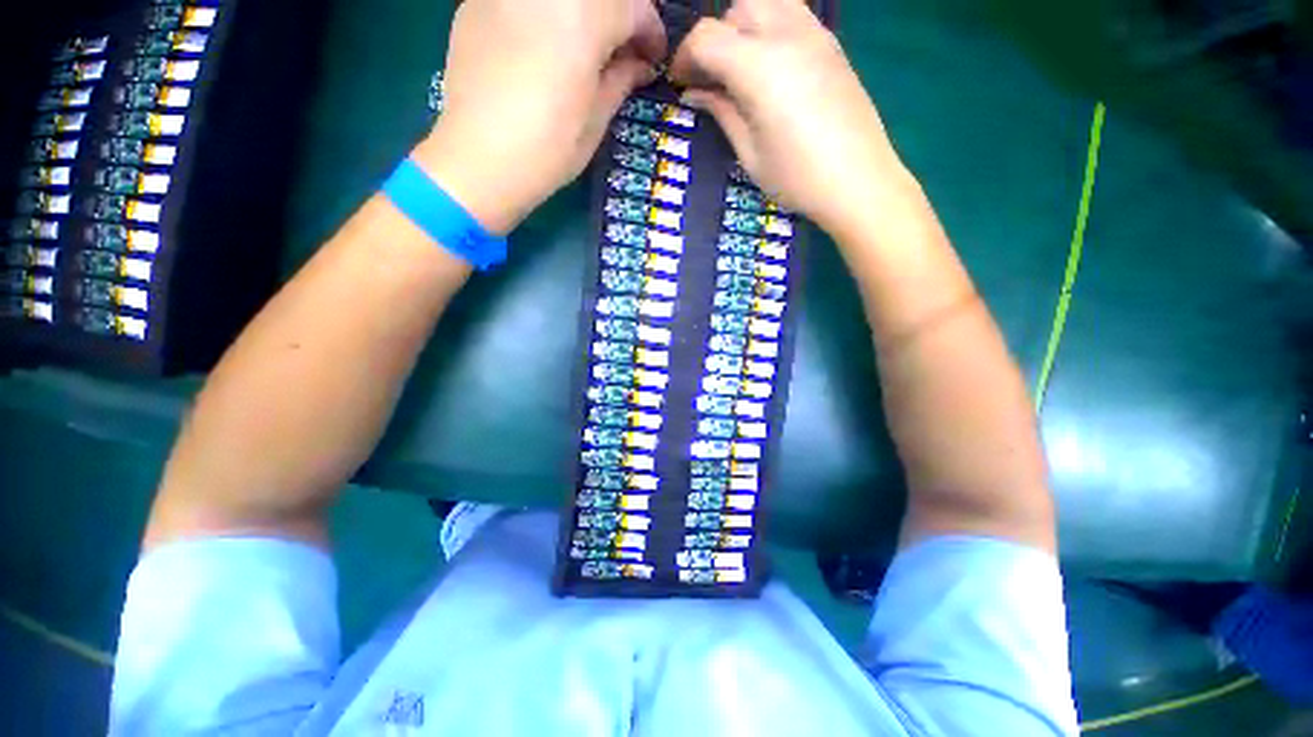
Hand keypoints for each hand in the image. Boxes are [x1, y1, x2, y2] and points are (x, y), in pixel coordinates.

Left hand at [412, 0, 665, 235]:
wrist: (480, 160)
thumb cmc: (549, 149)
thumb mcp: (596, 120)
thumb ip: (621, 79)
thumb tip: (640, 64)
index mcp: (584, 17)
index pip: (634, 7)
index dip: (651, 31)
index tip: (654, 58)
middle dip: (619, 16)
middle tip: (623, 49)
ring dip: (582, 14)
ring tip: (585, 47)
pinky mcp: (476, 4)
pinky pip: (525, 1)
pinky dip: (545, 15)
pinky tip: (545, 42)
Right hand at [670, 0, 913, 239]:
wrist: (859, 181)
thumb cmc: (797, 178)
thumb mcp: (749, 152)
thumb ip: (721, 112)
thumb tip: (694, 93)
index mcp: (759, 67)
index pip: (707, 37)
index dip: (685, 57)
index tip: (680, 84)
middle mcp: (787, 35)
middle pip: (736, 9)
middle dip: (715, 37)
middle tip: (711, 77)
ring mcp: (815, 34)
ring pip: (767, 2)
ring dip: (744, 26)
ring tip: (741, 67)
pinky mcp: (832, 44)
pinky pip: (793, 14)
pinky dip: (771, 28)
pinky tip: (771, 66)